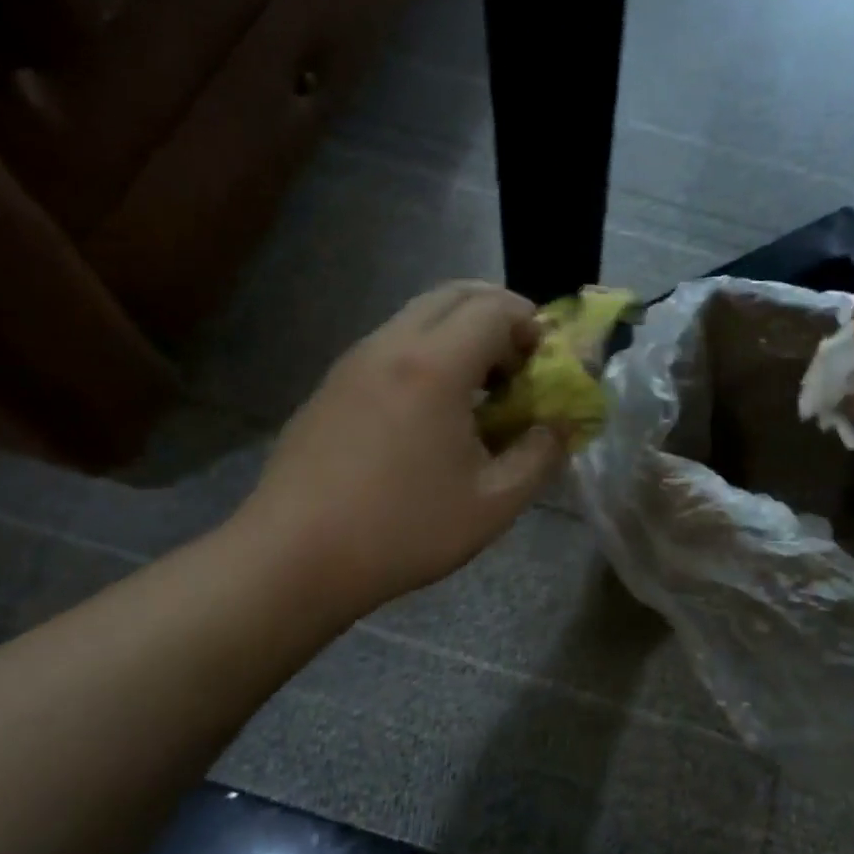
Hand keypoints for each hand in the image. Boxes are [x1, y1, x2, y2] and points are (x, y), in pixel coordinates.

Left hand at [232, 282, 567, 616]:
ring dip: (461, 333)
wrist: (291, 559)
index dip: (532, 325)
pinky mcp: (332, 384)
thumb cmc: (402, 531)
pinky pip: (391, 343)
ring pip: (419, 315)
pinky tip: (430, 413)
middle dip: (499, 315)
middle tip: (519, 363)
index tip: (546, 364)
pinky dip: (427, 352)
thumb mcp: (493, 504)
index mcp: (434, 366)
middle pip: (455, 294)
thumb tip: (562, 426)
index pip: (495, 308)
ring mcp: (354, 361)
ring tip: (479, 390)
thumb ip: (541, 455)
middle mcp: (390, 345)